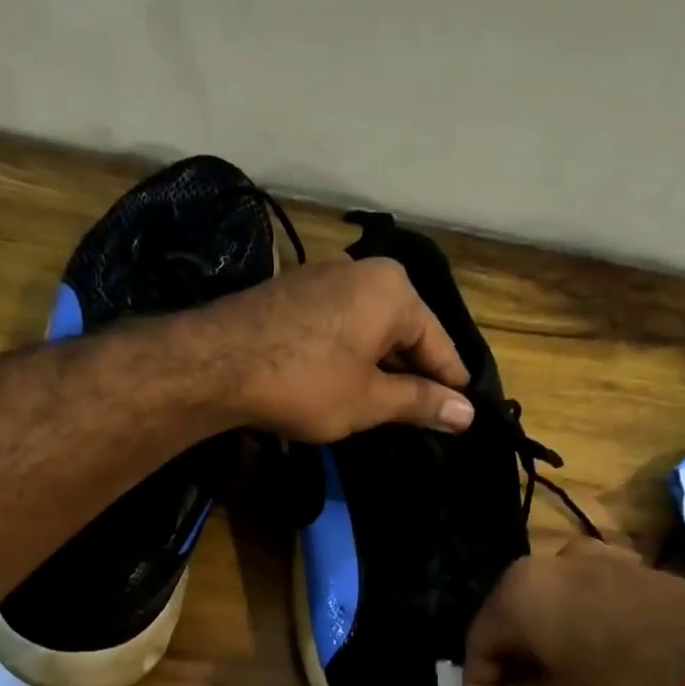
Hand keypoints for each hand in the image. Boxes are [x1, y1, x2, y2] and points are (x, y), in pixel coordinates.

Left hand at [189, 258, 472, 441]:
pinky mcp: (294, 291)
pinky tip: (346, 381)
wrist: (217, 364)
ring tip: (388, 404)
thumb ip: (420, 403)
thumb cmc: (306, 383)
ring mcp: (324, 276)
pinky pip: (341, 324)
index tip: (463, 414)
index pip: (438, 343)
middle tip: (425, 414)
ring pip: (371, 327)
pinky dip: (351, 353)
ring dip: (381, 365)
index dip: (450, 384)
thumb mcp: (369, 400)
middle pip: (405, 330)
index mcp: (394, 291)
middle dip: (414, 373)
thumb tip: (467, 414)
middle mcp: (363, 271)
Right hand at [461, 538, 684, 685]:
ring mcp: (601, 560)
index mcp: (518, 590)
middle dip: (512, 675)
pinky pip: (590, 605)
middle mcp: (552, 562)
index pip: (477, 648)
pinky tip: (597, 671)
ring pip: (551, 613)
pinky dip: (581, 638)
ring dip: (546, 656)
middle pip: (513, 625)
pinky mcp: (640, 571)